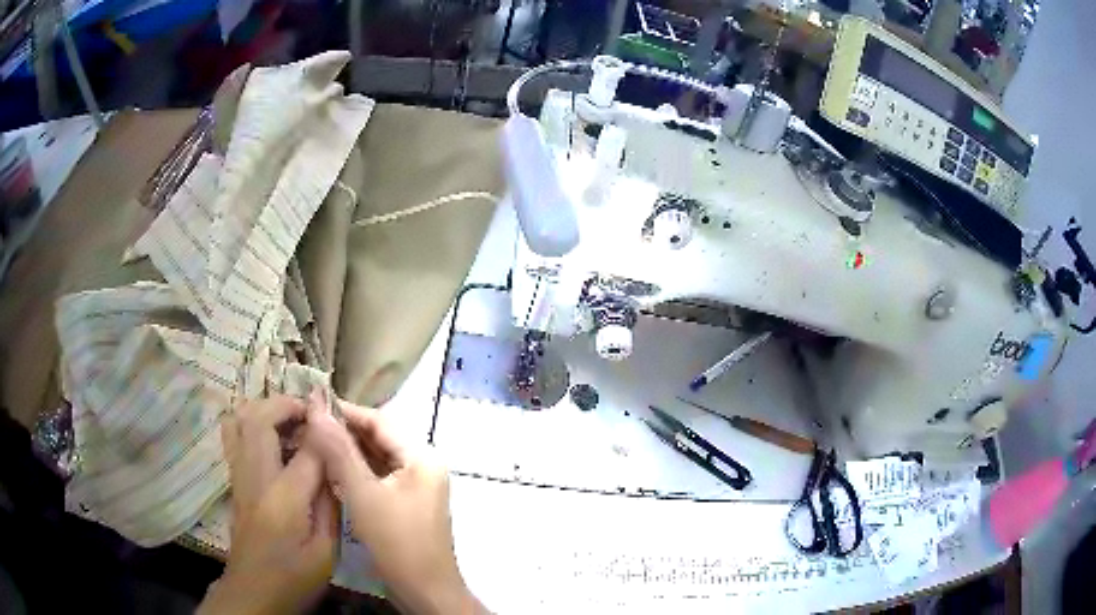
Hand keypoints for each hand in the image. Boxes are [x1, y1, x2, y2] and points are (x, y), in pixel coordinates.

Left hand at [199, 395, 338, 614]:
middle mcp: (255, 477)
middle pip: (260, 418)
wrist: (254, 592)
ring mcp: (238, 476)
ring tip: (289, 420)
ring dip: (264, 409)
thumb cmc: (295, 578)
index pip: (306, 448)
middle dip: (286, 404)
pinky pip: (234, 435)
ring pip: (238, 419)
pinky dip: (251, 422)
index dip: (324, 427)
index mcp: (284, 498)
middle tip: (311, 413)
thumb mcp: (327, 551)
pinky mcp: (233, 480)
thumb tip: (332, 468)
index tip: (339, 416)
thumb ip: (330, 506)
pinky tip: (273, 439)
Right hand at [304, 397, 486, 614]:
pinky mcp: (407, 505)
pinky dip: (356, 474)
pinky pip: (379, 480)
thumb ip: (339, 451)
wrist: (426, 591)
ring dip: (348, 453)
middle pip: (379, 439)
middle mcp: (423, 466)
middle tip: (306, 426)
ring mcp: (416, 488)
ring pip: (377, 460)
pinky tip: (330, 472)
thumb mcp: (363, 494)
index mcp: (422, 457)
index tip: (312, 405)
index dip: (346, 411)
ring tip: (311, 444)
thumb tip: (317, 408)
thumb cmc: (397, 542)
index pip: (380, 421)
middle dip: (344, 433)